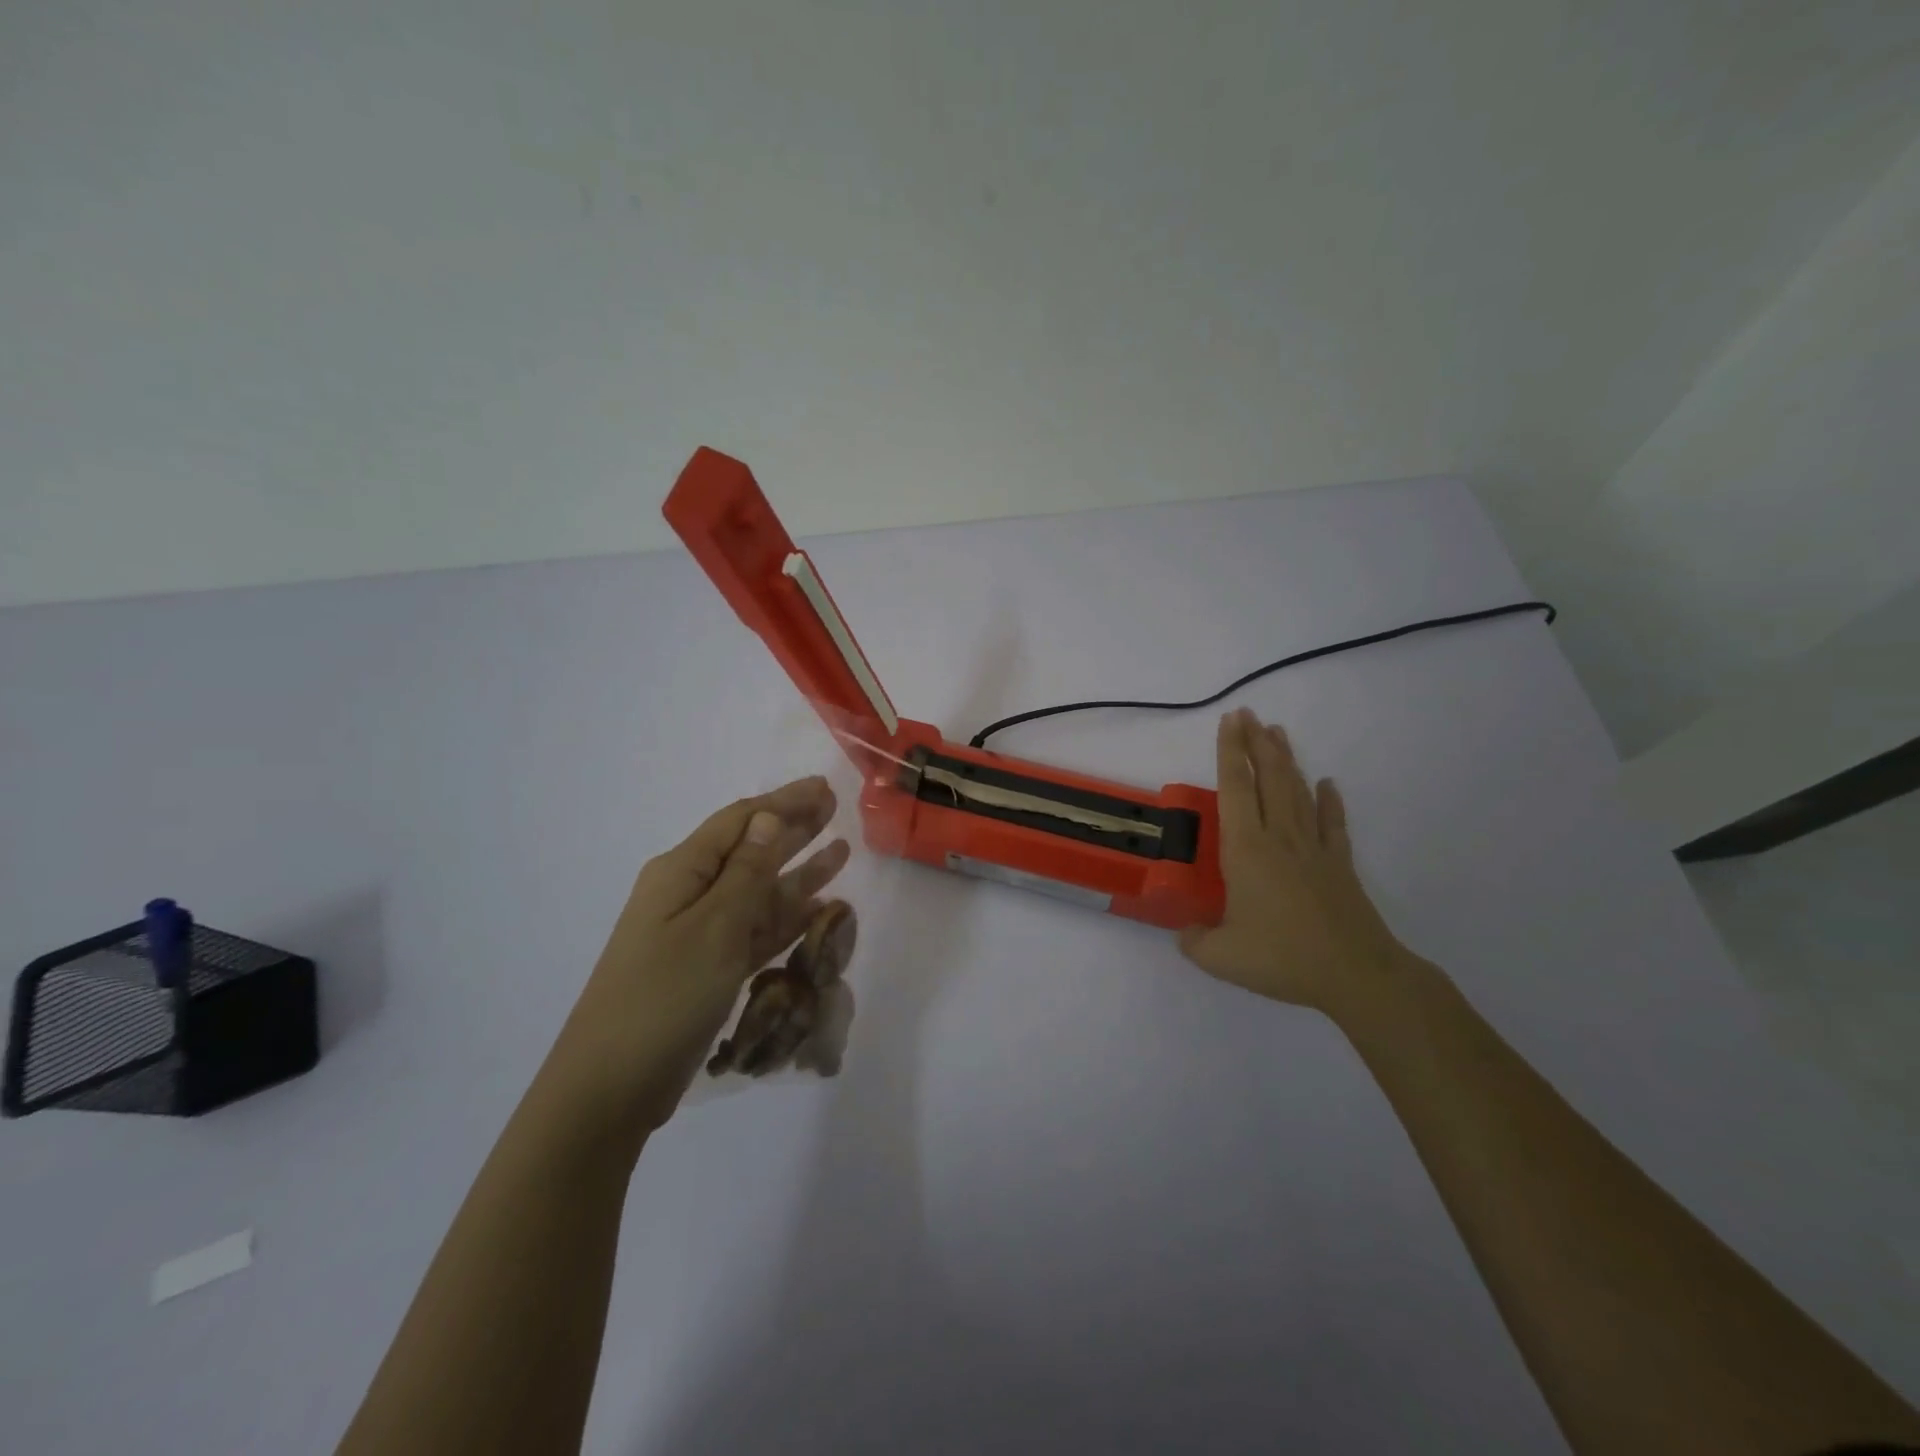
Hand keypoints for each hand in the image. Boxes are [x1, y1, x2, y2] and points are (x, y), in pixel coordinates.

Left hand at [545, 776, 850, 1141]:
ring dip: (799, 872)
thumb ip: (747, 871)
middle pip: (751, 849)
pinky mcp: (710, 969)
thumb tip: (768, 816)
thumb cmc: (664, 996)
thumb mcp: (714, 927)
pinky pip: (757, 930)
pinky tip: (820, 909)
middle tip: (836, 809)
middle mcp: (690, 894)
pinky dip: (788, 918)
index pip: (741, 821)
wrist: (611, 1087)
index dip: (784, 801)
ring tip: (842, 852)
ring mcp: (699, 934)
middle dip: (794, 828)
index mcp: (681, 872)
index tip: (824, 787)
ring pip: (760, 891)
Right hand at [1179, 709, 1413, 1014]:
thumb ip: (1194, 941)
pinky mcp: (1339, 865)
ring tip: (1277, 732)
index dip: (1229, 752)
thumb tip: (1184, 933)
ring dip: (1286, 760)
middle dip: (1255, 743)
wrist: (1355, 974)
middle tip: (1248, 713)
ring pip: (1298, 792)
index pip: (1234, 789)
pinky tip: (1328, 784)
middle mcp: (1279, 838)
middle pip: (1268, 779)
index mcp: (1247, 850)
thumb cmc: (1282, 958)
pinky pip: (1333, 824)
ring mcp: (1313, 849)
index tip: (1228, 721)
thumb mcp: (1221, 957)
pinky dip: (1330, 801)